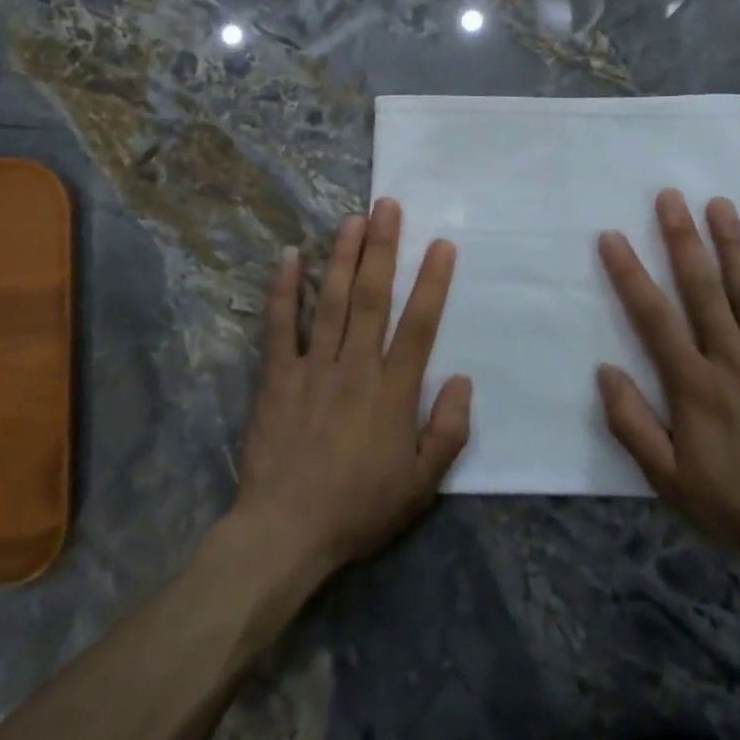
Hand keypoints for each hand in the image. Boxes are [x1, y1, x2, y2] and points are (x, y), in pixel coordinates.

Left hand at [233, 198, 471, 581]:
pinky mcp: (277, 378)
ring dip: (342, 257)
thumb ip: (448, 431)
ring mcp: (313, 369)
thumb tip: (462, 381)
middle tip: (388, 207)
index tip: (441, 244)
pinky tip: (290, 257)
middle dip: (382, 249)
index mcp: (393, 392)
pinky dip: (284, 291)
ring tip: (353, 219)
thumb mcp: (422, 485)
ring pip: (330, 302)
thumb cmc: (360, 508)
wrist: (287, 532)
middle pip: (372, 298)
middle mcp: (355, 368)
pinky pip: (280, 327)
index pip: (418, 325)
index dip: (432, 282)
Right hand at [596, 190, 739, 580]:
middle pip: (703, 289)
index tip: (612, 238)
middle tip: (669, 197)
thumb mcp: (666, 477)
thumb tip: (606, 371)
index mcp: (693, 383)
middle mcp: (733, 358)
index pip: (654, 317)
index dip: (630, 274)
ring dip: (733, 244)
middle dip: (683, 239)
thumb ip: (632, 423)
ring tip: (719, 204)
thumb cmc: (732, 500)